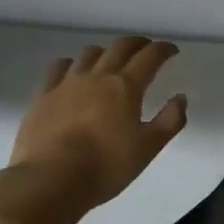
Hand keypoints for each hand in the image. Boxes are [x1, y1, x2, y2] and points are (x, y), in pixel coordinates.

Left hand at [0, 38, 187, 223]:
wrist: (50, 180)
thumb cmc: (106, 166)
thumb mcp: (148, 148)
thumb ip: (170, 121)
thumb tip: (180, 98)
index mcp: (126, 86)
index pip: (150, 56)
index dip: (163, 49)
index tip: (171, 51)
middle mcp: (98, 76)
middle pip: (120, 47)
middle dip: (137, 44)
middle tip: (146, 50)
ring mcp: (67, 82)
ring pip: (90, 53)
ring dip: (106, 52)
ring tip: (110, 62)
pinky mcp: (44, 95)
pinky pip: (59, 67)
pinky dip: (72, 64)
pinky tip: (73, 72)